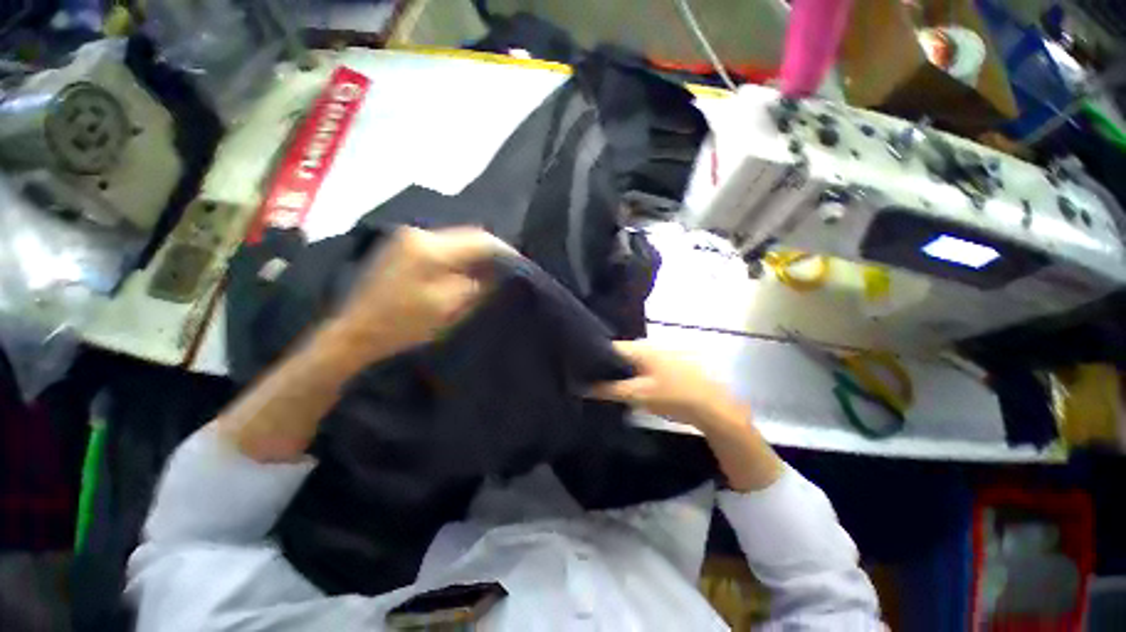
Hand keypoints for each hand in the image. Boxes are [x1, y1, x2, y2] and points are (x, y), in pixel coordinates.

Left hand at [326, 226, 514, 361]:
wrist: (354, 333)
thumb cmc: (403, 324)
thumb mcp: (448, 308)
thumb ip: (478, 286)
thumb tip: (499, 273)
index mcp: (430, 249)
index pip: (480, 240)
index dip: (504, 252)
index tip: (521, 265)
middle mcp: (419, 234)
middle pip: (468, 235)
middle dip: (491, 251)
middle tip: (509, 269)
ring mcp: (408, 238)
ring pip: (456, 240)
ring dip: (476, 253)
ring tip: (492, 270)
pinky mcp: (402, 247)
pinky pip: (442, 246)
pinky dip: (459, 256)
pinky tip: (467, 270)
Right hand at [587, 340, 748, 433]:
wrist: (712, 406)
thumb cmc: (673, 396)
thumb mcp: (637, 394)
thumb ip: (609, 390)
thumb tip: (582, 387)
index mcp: (641, 347)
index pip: (610, 346)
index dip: (594, 356)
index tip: (582, 369)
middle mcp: (650, 345)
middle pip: (621, 353)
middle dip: (607, 365)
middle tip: (593, 379)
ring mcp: (661, 353)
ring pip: (633, 360)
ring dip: (621, 370)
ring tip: (609, 384)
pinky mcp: (668, 363)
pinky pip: (644, 365)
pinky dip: (635, 373)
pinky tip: (632, 386)